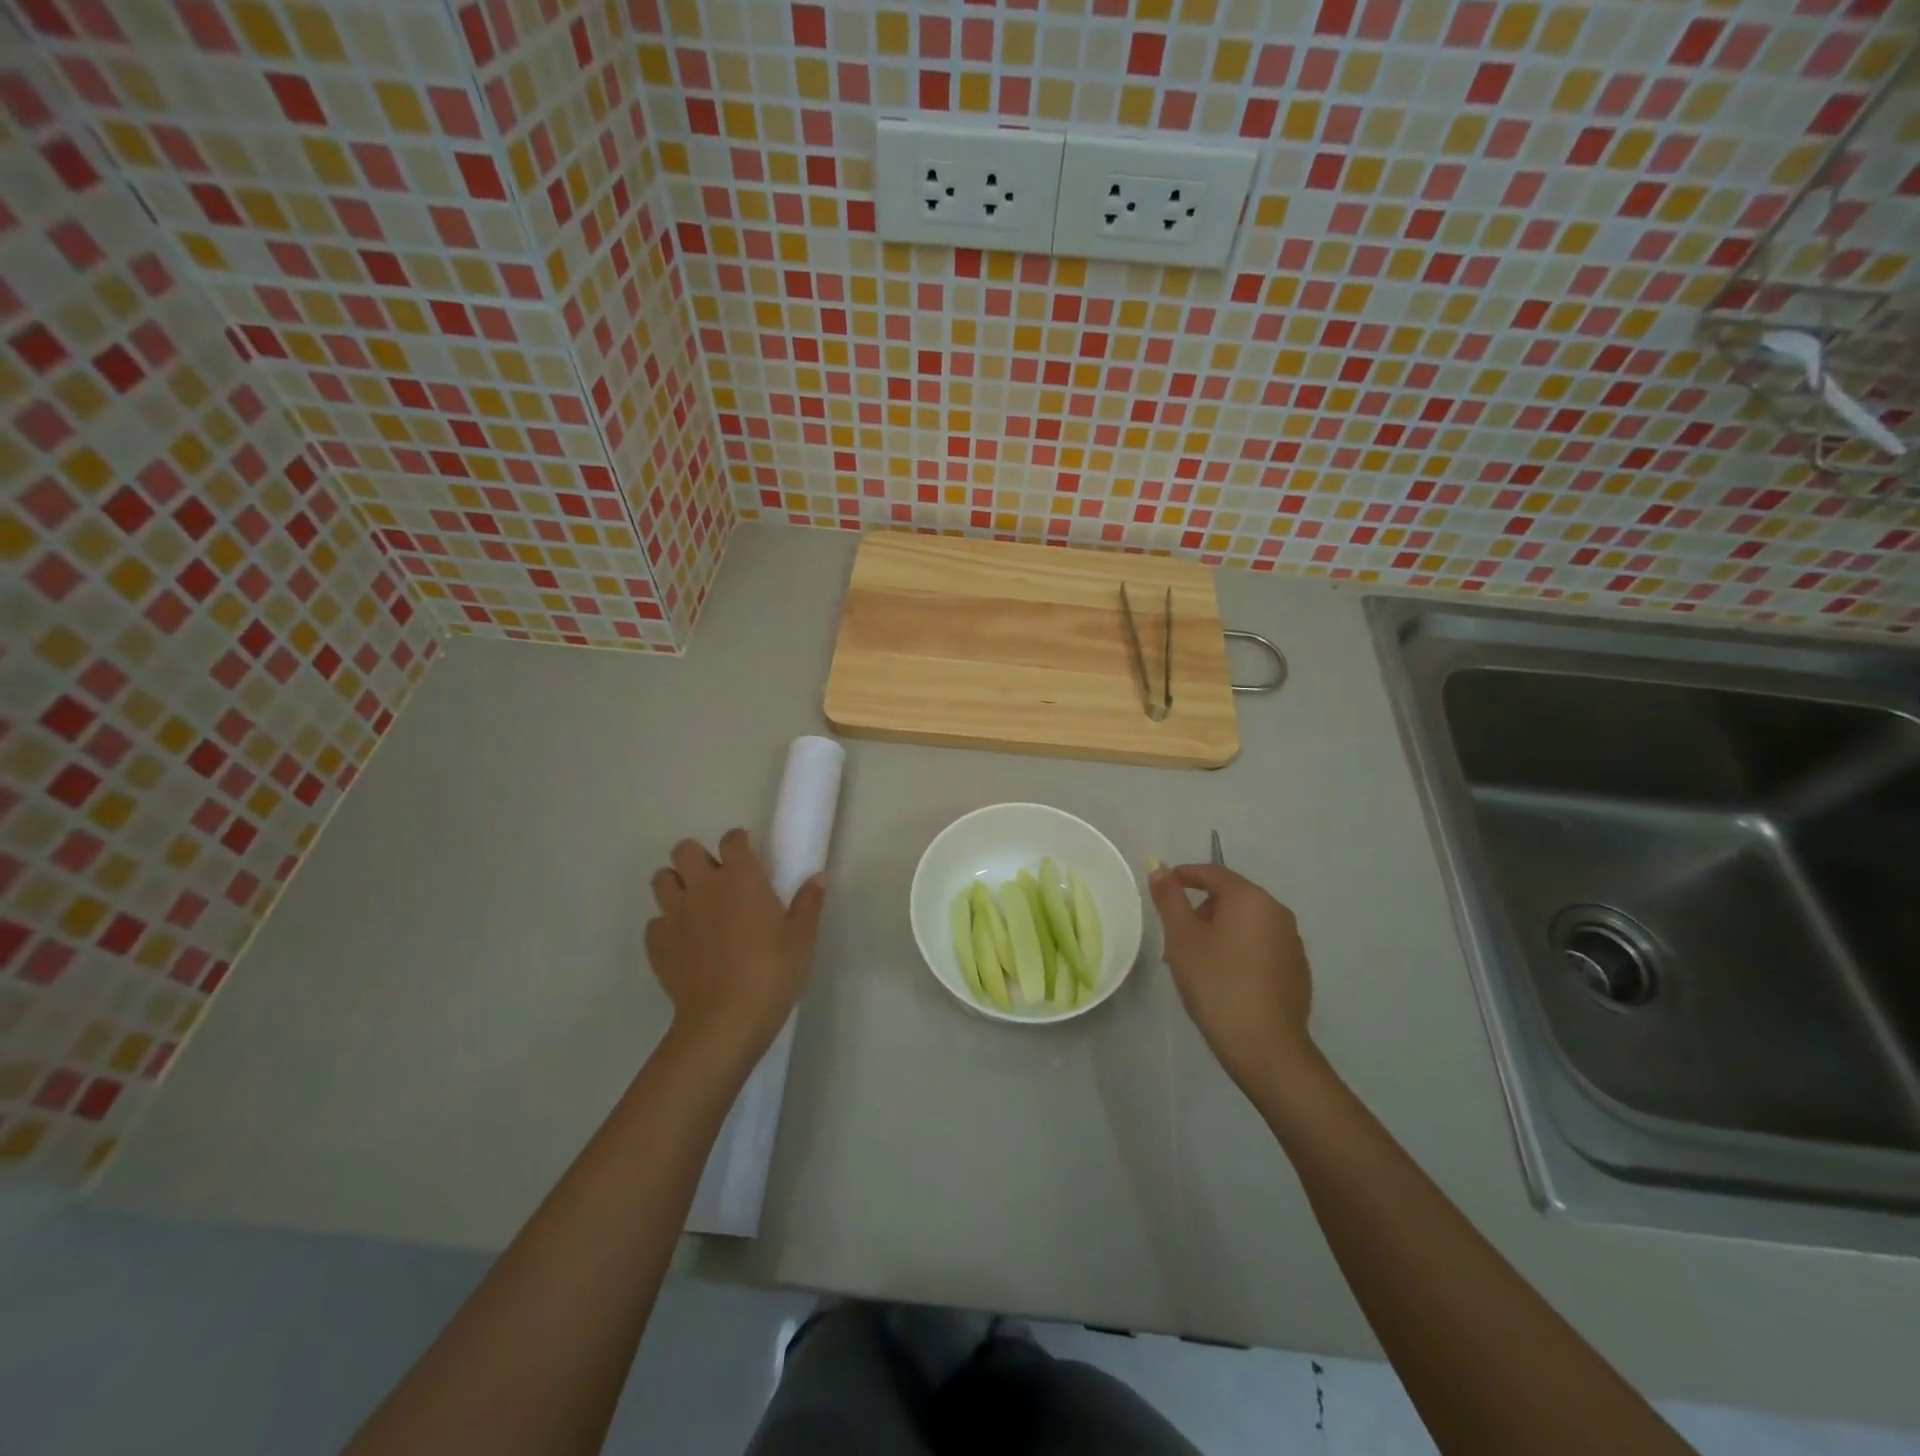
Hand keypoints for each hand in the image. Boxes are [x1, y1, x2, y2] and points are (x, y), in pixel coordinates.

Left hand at [645, 829, 826, 1073]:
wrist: (725, 1020)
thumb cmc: (772, 972)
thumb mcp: (802, 938)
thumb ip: (808, 902)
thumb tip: (820, 876)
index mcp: (740, 878)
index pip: (733, 840)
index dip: (740, 843)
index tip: (749, 856)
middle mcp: (703, 887)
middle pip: (685, 850)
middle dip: (698, 858)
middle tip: (717, 879)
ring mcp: (675, 914)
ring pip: (662, 880)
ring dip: (676, 885)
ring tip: (695, 904)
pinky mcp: (657, 944)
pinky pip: (655, 922)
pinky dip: (667, 925)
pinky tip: (684, 942)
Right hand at [1148, 864, 1313, 1091]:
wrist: (1266, 1047)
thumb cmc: (1217, 983)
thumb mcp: (1182, 938)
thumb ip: (1170, 899)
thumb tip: (1161, 870)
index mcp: (1250, 898)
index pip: (1213, 873)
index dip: (1185, 875)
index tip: (1163, 886)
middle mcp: (1277, 912)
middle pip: (1231, 897)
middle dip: (1200, 909)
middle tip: (1174, 934)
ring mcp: (1291, 942)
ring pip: (1245, 924)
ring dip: (1218, 932)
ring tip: (1194, 961)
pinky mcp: (1297, 970)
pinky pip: (1260, 946)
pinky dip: (1238, 951)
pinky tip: (1223, 979)